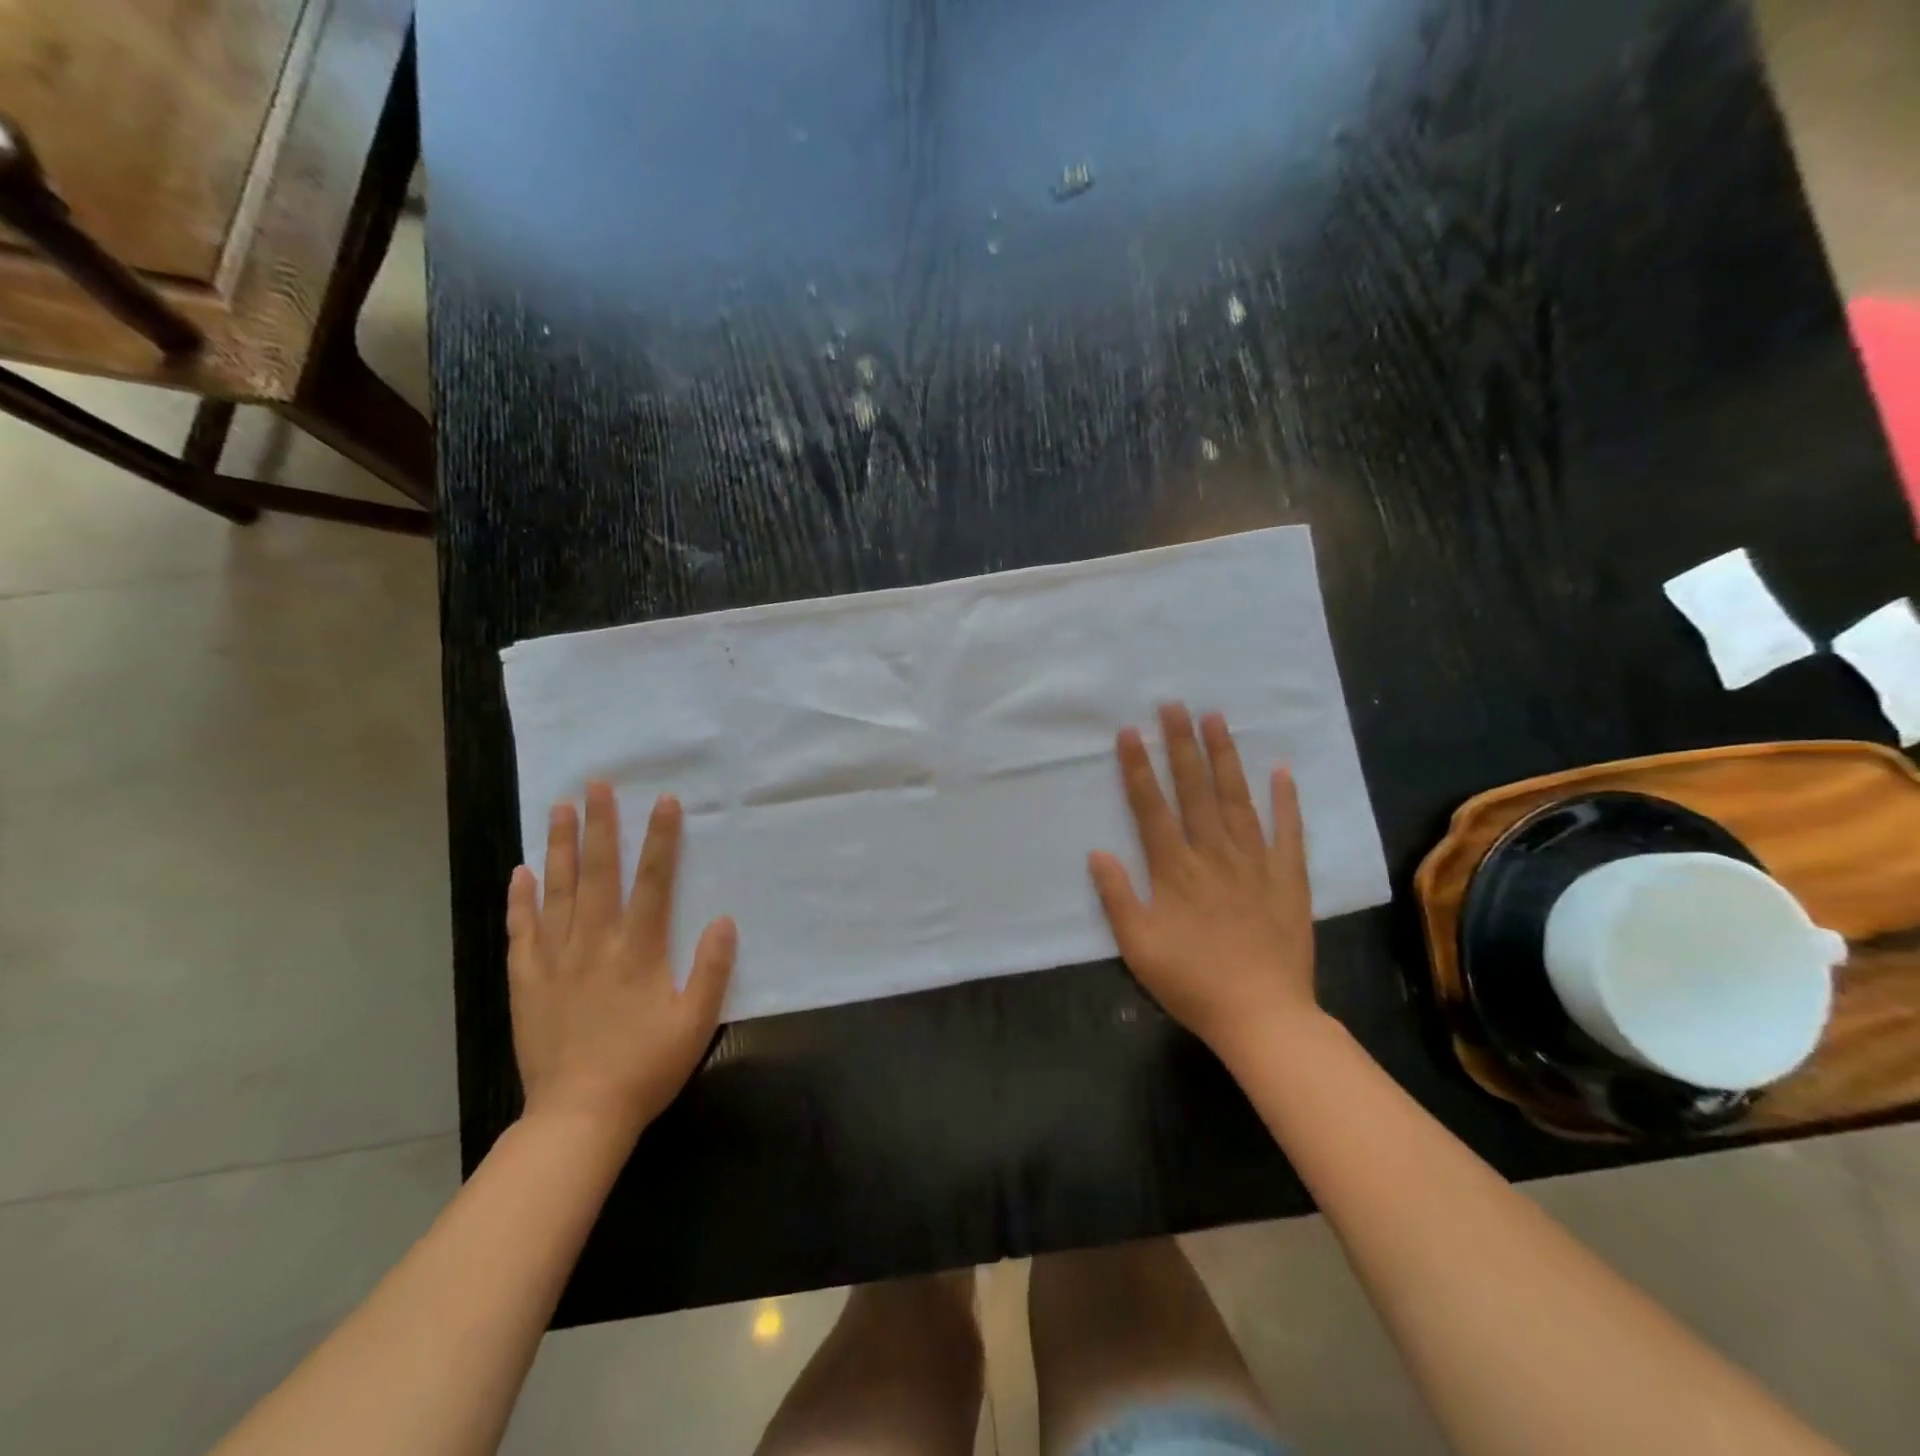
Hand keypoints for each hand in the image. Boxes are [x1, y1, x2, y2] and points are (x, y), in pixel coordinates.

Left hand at [506, 782, 735, 1140]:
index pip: (652, 883)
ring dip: (560, 847)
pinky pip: (522, 932)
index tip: (662, 800)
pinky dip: (520, 900)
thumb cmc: (645, 1067)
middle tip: (595, 784)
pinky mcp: (527, 982)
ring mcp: (555, 961)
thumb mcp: (696, 1022)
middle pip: (598, 874)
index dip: (659, 840)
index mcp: (638, 951)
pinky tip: (520, 873)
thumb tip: (724, 920)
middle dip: (600, 825)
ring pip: (557, 892)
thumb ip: (712, 970)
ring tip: (558, 808)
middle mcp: (594, 944)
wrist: (578, 1117)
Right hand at [1088, 704, 1319, 1063]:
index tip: (1129, 732)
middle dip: (1181, 745)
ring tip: (1216, 719)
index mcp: (1175, 869)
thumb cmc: (1192, 982)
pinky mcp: (1288, 878)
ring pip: (1237, 799)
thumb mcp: (1138, 947)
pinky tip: (1281, 770)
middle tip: (1174, 705)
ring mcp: (1255, 862)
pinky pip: (1288, 831)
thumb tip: (1098, 852)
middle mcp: (1214, 854)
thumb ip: (1117, 897)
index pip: (1152, 808)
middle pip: (1195, 790)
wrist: (1263, 1015)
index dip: (1138, 768)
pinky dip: (1286, 800)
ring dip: (1225, 757)